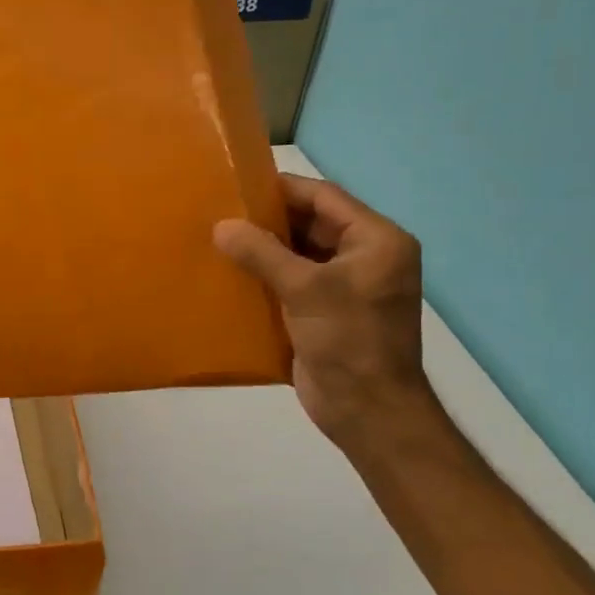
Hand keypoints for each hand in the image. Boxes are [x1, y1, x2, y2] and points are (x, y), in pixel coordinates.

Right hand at [214, 175, 434, 444]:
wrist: (368, 411)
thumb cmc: (348, 340)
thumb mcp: (305, 289)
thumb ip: (262, 253)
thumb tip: (221, 225)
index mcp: (377, 241)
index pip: (325, 198)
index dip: (282, 189)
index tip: (238, 183)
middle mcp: (365, 257)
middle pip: (311, 224)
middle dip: (268, 220)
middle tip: (220, 211)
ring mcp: (346, 287)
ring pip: (299, 254)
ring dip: (263, 249)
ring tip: (217, 238)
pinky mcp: (325, 312)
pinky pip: (292, 282)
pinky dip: (265, 276)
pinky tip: (230, 274)